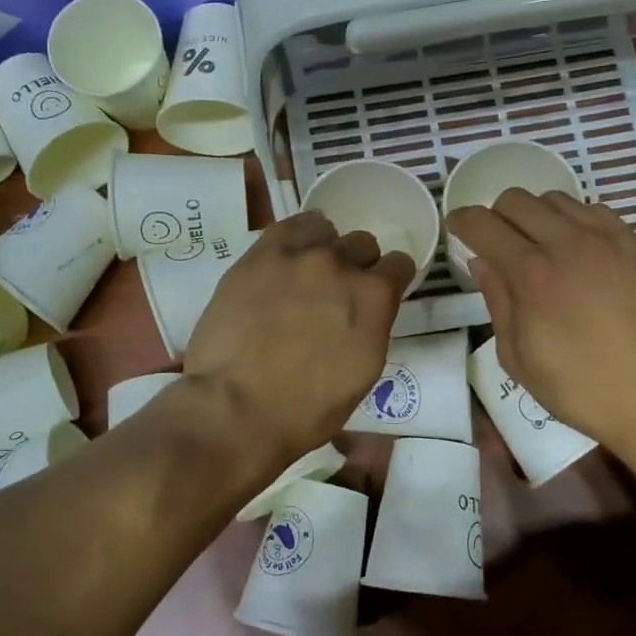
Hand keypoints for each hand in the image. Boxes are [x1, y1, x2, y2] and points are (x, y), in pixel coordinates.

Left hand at [184, 213, 414, 463]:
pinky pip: (289, 225)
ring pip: (326, 230)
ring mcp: (298, 255)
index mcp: (374, 298)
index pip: (400, 265)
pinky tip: (288, 255)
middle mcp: (341, 265)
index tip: (377, 296)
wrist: (235, 408)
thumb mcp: (361, 375)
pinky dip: (297, 236)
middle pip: (362, 244)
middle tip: (335, 294)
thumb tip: (365, 313)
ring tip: (306, 275)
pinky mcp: (259, 255)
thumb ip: (371, 329)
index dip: (390, 281)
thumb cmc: (305, 410)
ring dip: (325, 249)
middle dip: (356, 266)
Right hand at [447, 190, 635, 461]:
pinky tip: (578, 252)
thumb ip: (496, 301)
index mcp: (532, 274)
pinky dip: (575, 222)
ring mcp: (609, 239)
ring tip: (540, 245)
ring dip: (536, 216)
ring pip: (557, 199)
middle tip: (498, 242)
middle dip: (497, 216)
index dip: (462, 221)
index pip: (483, 224)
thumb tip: (481, 261)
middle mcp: (569, 243)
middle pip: (517, 199)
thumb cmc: (578, 387)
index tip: (458, 229)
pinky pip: (595, 212)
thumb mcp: (517, 357)